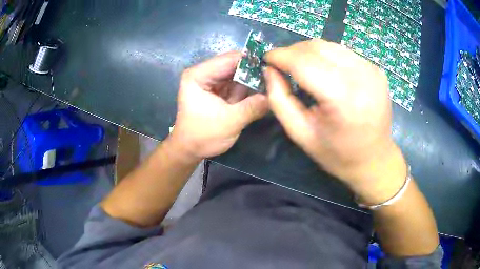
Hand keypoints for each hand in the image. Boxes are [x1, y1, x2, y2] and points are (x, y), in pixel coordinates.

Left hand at [171, 51, 267, 159]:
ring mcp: (211, 82)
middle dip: (254, 71)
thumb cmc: (203, 136)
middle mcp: (203, 74)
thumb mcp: (229, 122)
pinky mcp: (218, 92)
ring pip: (237, 75)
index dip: (251, 61)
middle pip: (234, 65)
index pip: (228, 59)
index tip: (273, 66)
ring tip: (274, 82)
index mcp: (198, 75)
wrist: (190, 150)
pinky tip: (264, 90)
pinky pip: (237, 85)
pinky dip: (249, 88)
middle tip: (276, 75)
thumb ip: (252, 107)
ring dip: (253, 80)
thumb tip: (275, 96)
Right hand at [264, 39, 406, 201]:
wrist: (375, 160)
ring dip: (310, 52)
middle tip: (283, 65)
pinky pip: (344, 53)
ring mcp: (372, 70)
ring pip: (330, 46)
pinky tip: (324, 71)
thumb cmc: (337, 154)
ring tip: (301, 66)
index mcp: (342, 98)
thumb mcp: (301, 133)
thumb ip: (279, 100)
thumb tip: (269, 70)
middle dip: (293, 51)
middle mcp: (361, 77)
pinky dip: (327, 56)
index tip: (266, 58)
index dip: (281, 56)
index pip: (304, 62)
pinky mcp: (376, 70)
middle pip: (317, 47)